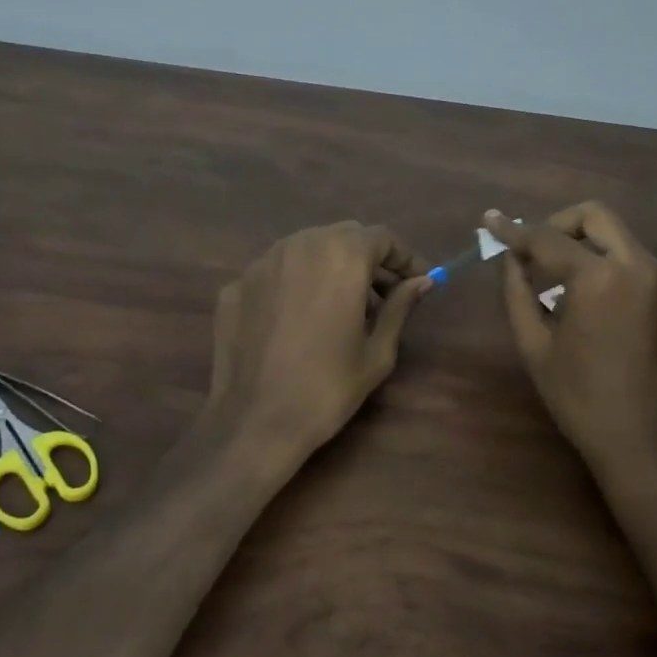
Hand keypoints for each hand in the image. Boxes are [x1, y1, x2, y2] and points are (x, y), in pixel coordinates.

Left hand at [204, 222, 431, 478]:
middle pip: (344, 236)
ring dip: (331, 266)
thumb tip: (421, 282)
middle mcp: (300, 244)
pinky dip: (296, 283)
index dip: (404, 258)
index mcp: (341, 255)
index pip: (382, 237)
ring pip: (307, 248)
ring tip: (341, 307)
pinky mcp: (236, 284)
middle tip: (383, 296)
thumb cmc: (328, 388)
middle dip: (368, 259)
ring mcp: (262, 262)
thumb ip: (399, 306)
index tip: (418, 282)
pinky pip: (277, 271)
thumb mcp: (377, 351)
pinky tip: (299, 319)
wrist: (254, 421)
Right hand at [485, 203, 656, 484]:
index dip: (514, 230)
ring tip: (564, 283)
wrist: (651, 447)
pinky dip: (614, 274)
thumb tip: (509, 258)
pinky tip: (601, 313)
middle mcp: (641, 267)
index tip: (491, 221)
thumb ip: (517, 291)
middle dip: (559, 224)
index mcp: (600, 277)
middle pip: (596, 216)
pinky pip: (642, 272)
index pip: (547, 237)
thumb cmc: (581, 399)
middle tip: (536, 249)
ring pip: (622, 241)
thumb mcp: (534, 346)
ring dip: (588, 247)